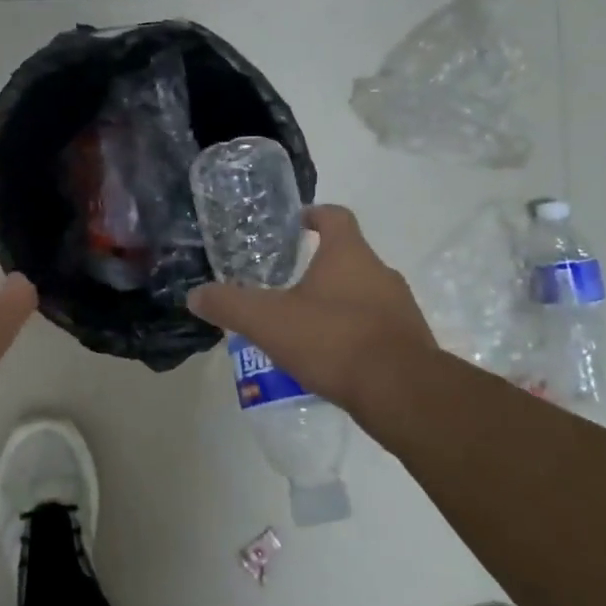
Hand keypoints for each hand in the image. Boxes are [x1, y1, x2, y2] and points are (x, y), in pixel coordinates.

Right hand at [186, 205, 434, 412]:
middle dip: (319, 267)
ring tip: (304, 326)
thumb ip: (229, 305)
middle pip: (349, 257)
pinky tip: (331, 358)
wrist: (402, 391)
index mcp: (348, 255)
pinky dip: (353, 334)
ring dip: (336, 303)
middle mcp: (380, 273)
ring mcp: (400, 308)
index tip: (297, 222)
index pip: (335, 217)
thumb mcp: (268, 322)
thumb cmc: (333, 340)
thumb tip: (195, 295)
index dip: (315, 214)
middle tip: (287, 285)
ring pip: (363, 294)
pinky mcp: (410, 342)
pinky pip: (376, 327)